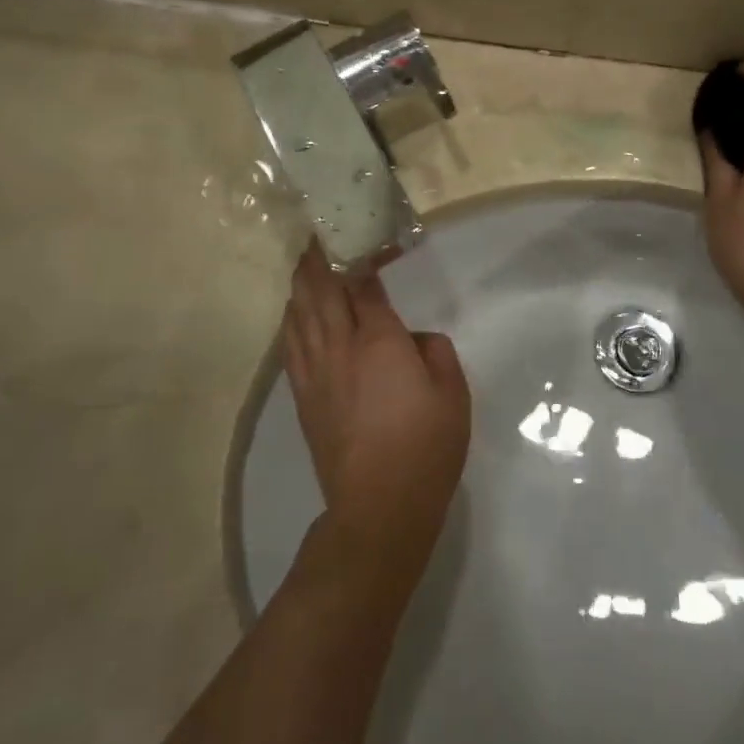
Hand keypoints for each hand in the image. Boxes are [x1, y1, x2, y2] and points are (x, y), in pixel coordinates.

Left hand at [282, 243, 470, 588]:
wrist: (379, 507)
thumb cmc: (426, 446)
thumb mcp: (453, 391)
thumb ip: (435, 350)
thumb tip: (412, 339)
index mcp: (379, 340)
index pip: (363, 283)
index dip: (365, 256)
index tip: (372, 241)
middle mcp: (340, 347)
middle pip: (319, 290)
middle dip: (318, 258)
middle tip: (321, 236)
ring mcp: (315, 372)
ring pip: (298, 313)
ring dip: (300, 284)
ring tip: (305, 266)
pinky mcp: (303, 397)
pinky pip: (290, 345)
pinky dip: (292, 319)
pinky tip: (296, 314)